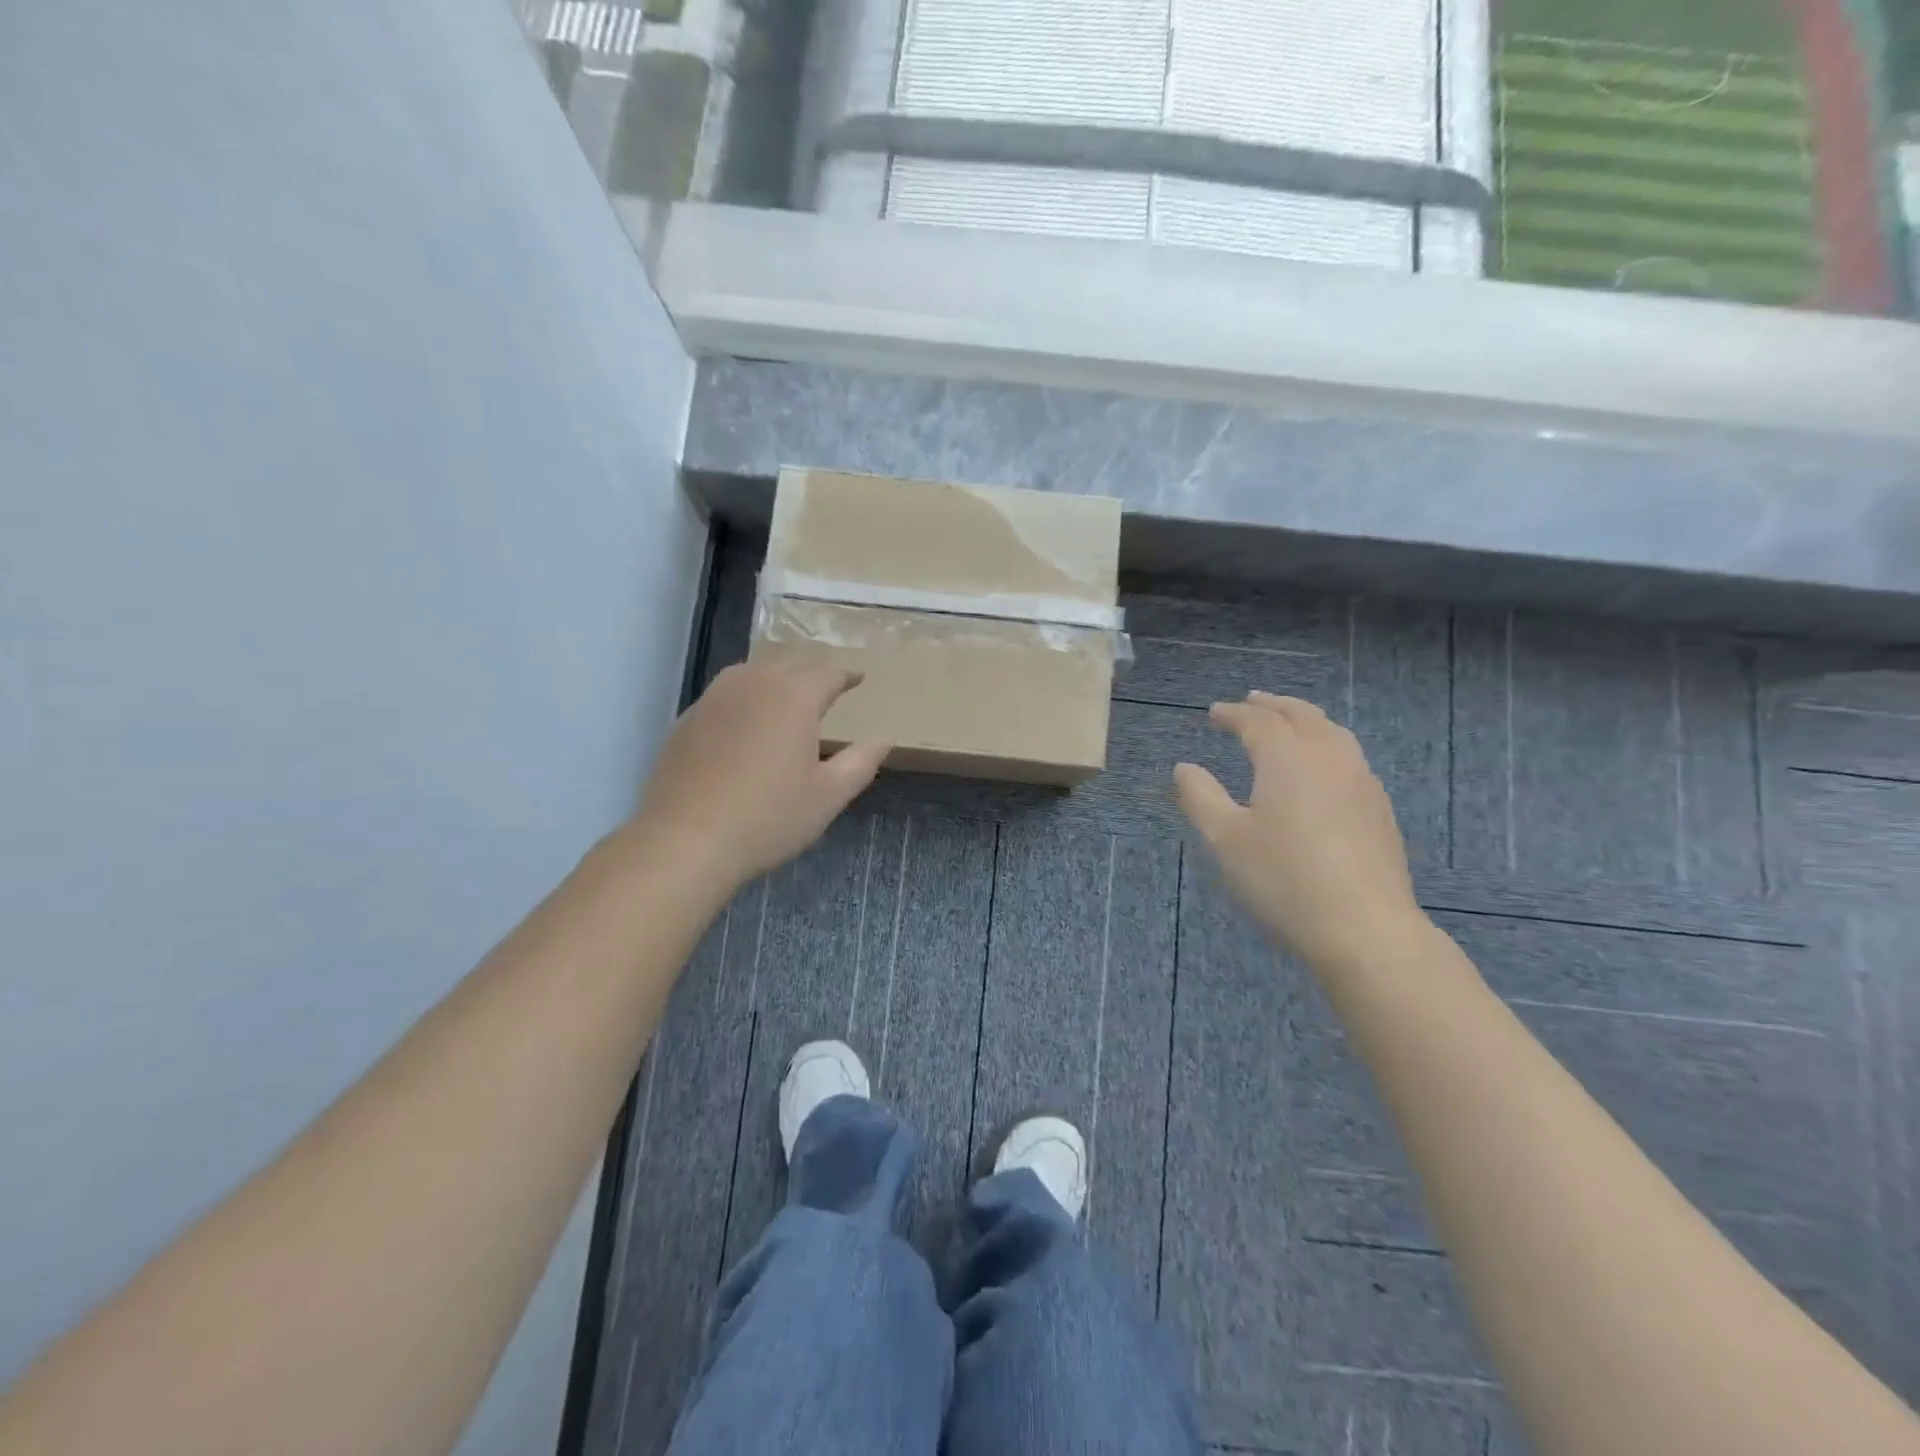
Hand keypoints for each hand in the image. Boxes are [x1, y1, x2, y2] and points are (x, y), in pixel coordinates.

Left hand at [637, 663, 888, 892]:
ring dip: (774, 681)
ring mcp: (714, 697)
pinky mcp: (687, 718)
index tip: (859, 679)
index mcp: (795, 696)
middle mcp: (754, 683)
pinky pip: (725, 696)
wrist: (685, 840)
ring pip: (752, 675)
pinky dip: (743, 701)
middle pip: (789, 667)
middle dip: (811, 675)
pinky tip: (744, 726)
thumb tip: (885, 738)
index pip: (828, 675)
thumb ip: (861, 761)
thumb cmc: (769, 817)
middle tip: (826, 689)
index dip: (847, 677)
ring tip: (785, 699)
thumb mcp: (829, 795)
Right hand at [1174, 692, 1426, 976]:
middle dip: (1272, 705)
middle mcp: (1327, 756)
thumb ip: (1200, 796)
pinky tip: (1322, 765)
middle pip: (1301, 715)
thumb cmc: (1282, 878)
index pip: (1257, 722)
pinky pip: (1349, 756)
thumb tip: (1184, 767)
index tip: (1213, 713)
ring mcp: (1361, 780)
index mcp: (1286, 757)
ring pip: (1332, 731)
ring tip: (1289, 721)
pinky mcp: (1379, 807)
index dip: (1232, 714)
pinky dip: (1327, 743)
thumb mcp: (1225, 839)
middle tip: (1251, 700)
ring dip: (1304, 719)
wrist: (1363, 926)